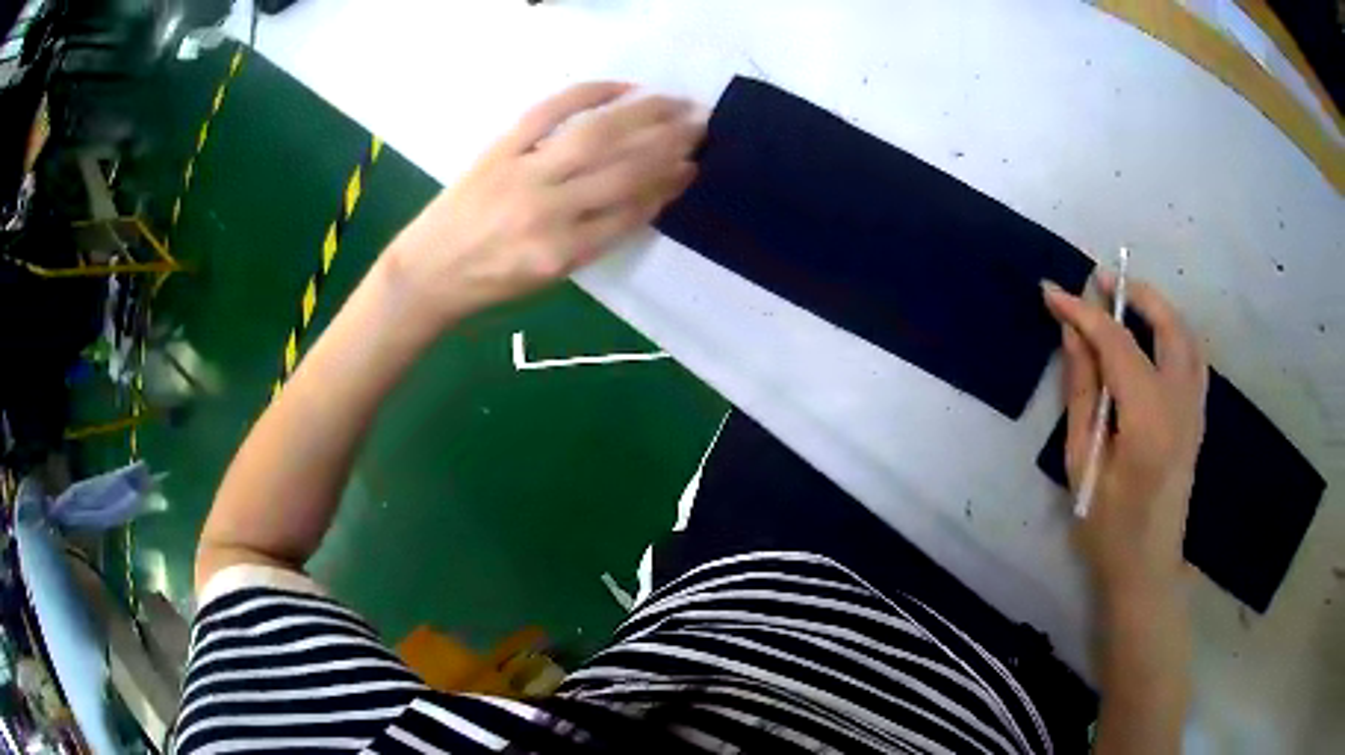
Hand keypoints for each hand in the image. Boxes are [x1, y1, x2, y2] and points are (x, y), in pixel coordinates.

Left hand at [386, 82, 703, 326]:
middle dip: (669, 145)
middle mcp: (547, 210)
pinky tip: (621, 87)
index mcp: (561, 252)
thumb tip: (642, 198)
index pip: (630, 212)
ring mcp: (522, 172)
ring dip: (644, 116)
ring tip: (677, 104)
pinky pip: (549, 111)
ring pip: (596, 136)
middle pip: (622, 168)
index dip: (668, 186)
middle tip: (701, 127)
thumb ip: (595, 240)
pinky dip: (588, 93)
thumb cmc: (489, 284)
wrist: (426, 272)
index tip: (693, 168)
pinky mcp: (500, 148)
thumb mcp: (549, 278)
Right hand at [1042, 274, 1207, 604]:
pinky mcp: (1198, 416)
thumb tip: (1072, 335)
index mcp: (1149, 420)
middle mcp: (1181, 404)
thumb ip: (1082, 392)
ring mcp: (1196, 409)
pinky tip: (1152, 335)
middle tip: (1098, 281)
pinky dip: (1173, 331)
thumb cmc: (1107, 527)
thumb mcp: (1082, 462)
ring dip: (1157, 307)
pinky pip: (1193, 356)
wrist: (1146, 568)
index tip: (1052, 292)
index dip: (1084, 313)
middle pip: (1168, 325)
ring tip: (1125, 300)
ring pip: (1186, 335)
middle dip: (1134, 292)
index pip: (1118, 344)